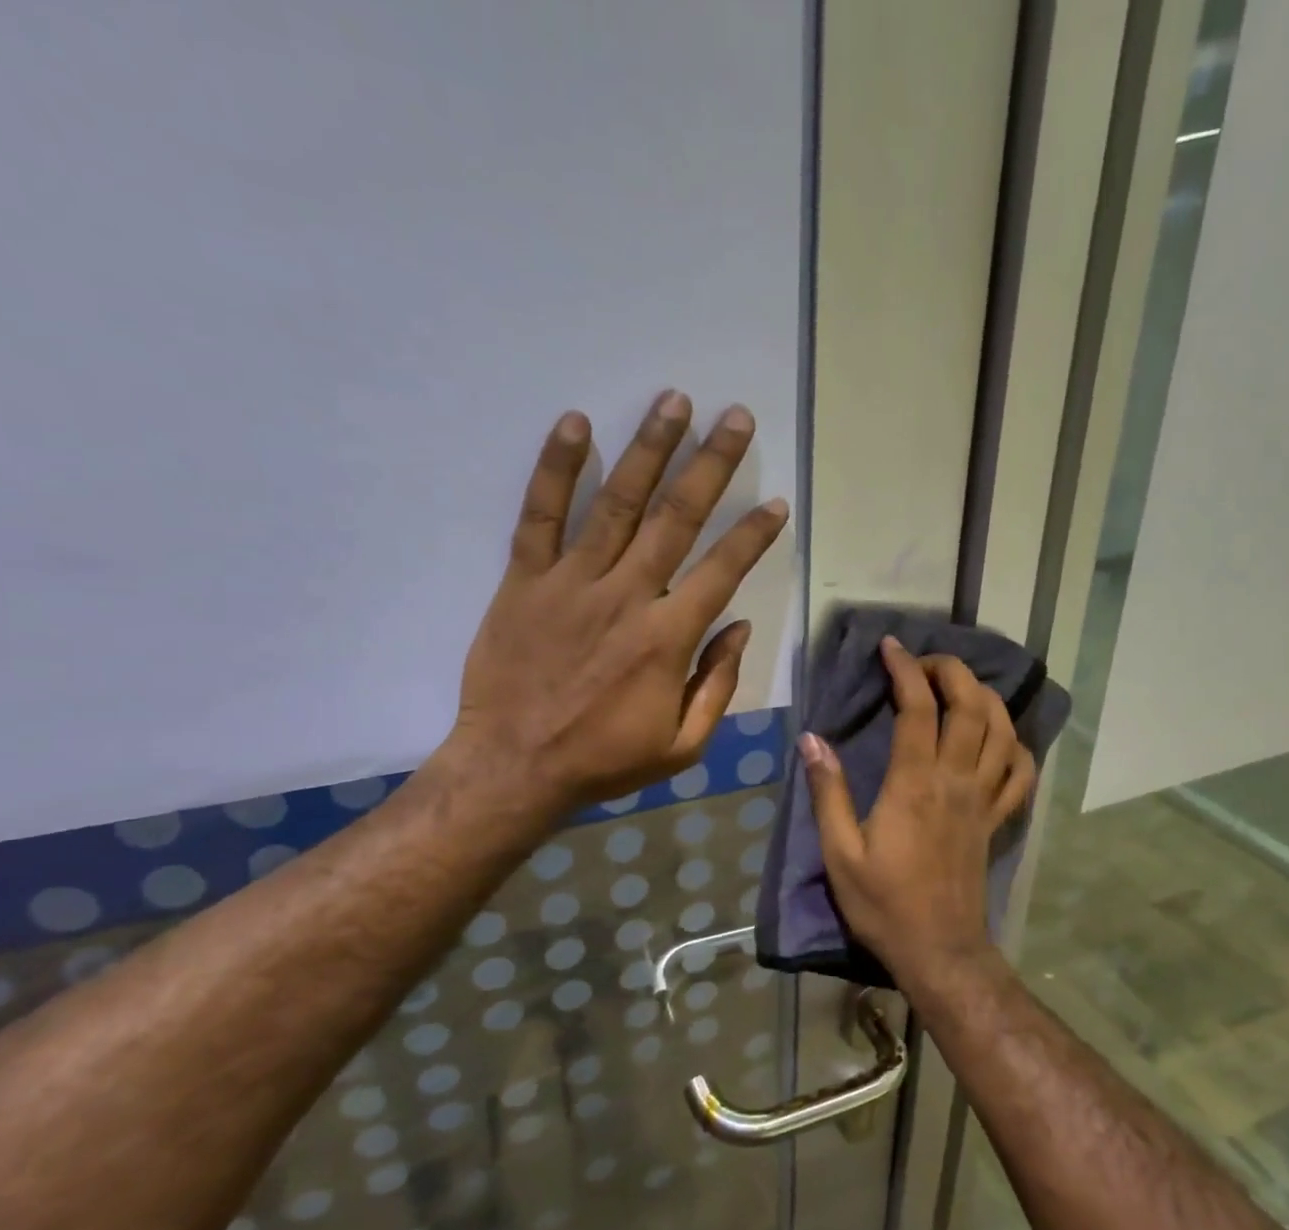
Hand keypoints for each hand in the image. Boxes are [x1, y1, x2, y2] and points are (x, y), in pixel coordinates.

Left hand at [441, 390, 788, 814]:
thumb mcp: (682, 745)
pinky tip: (574, 424)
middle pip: (676, 518)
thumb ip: (717, 684)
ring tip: (674, 402)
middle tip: (734, 417)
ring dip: (648, 449)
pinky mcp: (524, 580)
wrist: (514, 767)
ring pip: (616, 503)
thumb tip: (739, 627)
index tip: (775, 503)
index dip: (753, 535)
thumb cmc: (604, 760)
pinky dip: (556, 469)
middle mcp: (626, 596)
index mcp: (667, 639)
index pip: (721, 571)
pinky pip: (540, 516)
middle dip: (711, 464)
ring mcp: (571, 582)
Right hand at [799, 638, 1036, 980]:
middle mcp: (956, 781)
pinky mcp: (996, 821)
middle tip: (927, 661)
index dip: (906, 670)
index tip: (891, 647)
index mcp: (914, 784)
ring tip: (962, 686)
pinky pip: (1021, 774)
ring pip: (1002, 732)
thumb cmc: (883, 904)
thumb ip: (828, 792)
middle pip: (970, 707)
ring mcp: (983, 800)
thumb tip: (812, 739)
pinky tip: (1001, 738)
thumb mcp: (840, 852)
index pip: (917, 709)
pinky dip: (1016, 746)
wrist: (939, 950)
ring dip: (987, 697)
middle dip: (953, 671)